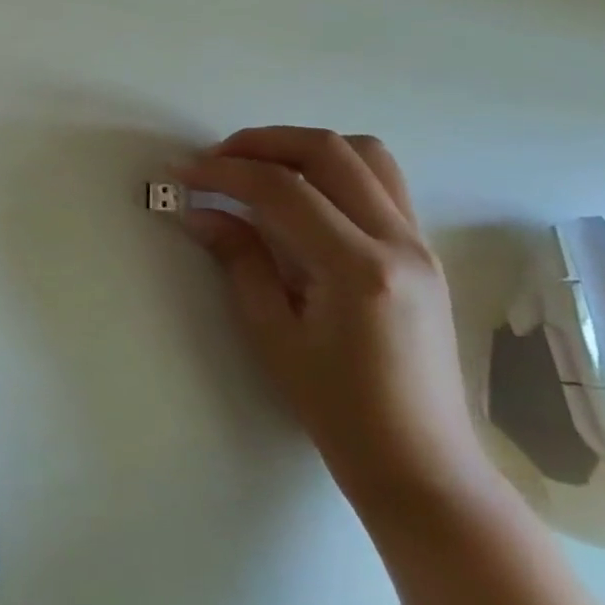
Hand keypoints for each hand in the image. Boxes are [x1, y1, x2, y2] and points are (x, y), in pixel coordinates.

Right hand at [179, 127, 498, 523]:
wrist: (422, 462)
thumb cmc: (338, 408)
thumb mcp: (272, 333)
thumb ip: (239, 259)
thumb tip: (198, 212)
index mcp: (358, 269)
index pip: (282, 190)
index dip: (223, 172)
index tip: (182, 172)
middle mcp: (399, 243)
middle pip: (329, 151)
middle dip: (262, 142)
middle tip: (215, 159)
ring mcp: (420, 244)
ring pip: (365, 154)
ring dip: (302, 147)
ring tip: (257, 168)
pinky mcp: (422, 252)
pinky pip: (380, 182)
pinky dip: (331, 169)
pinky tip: (297, 197)